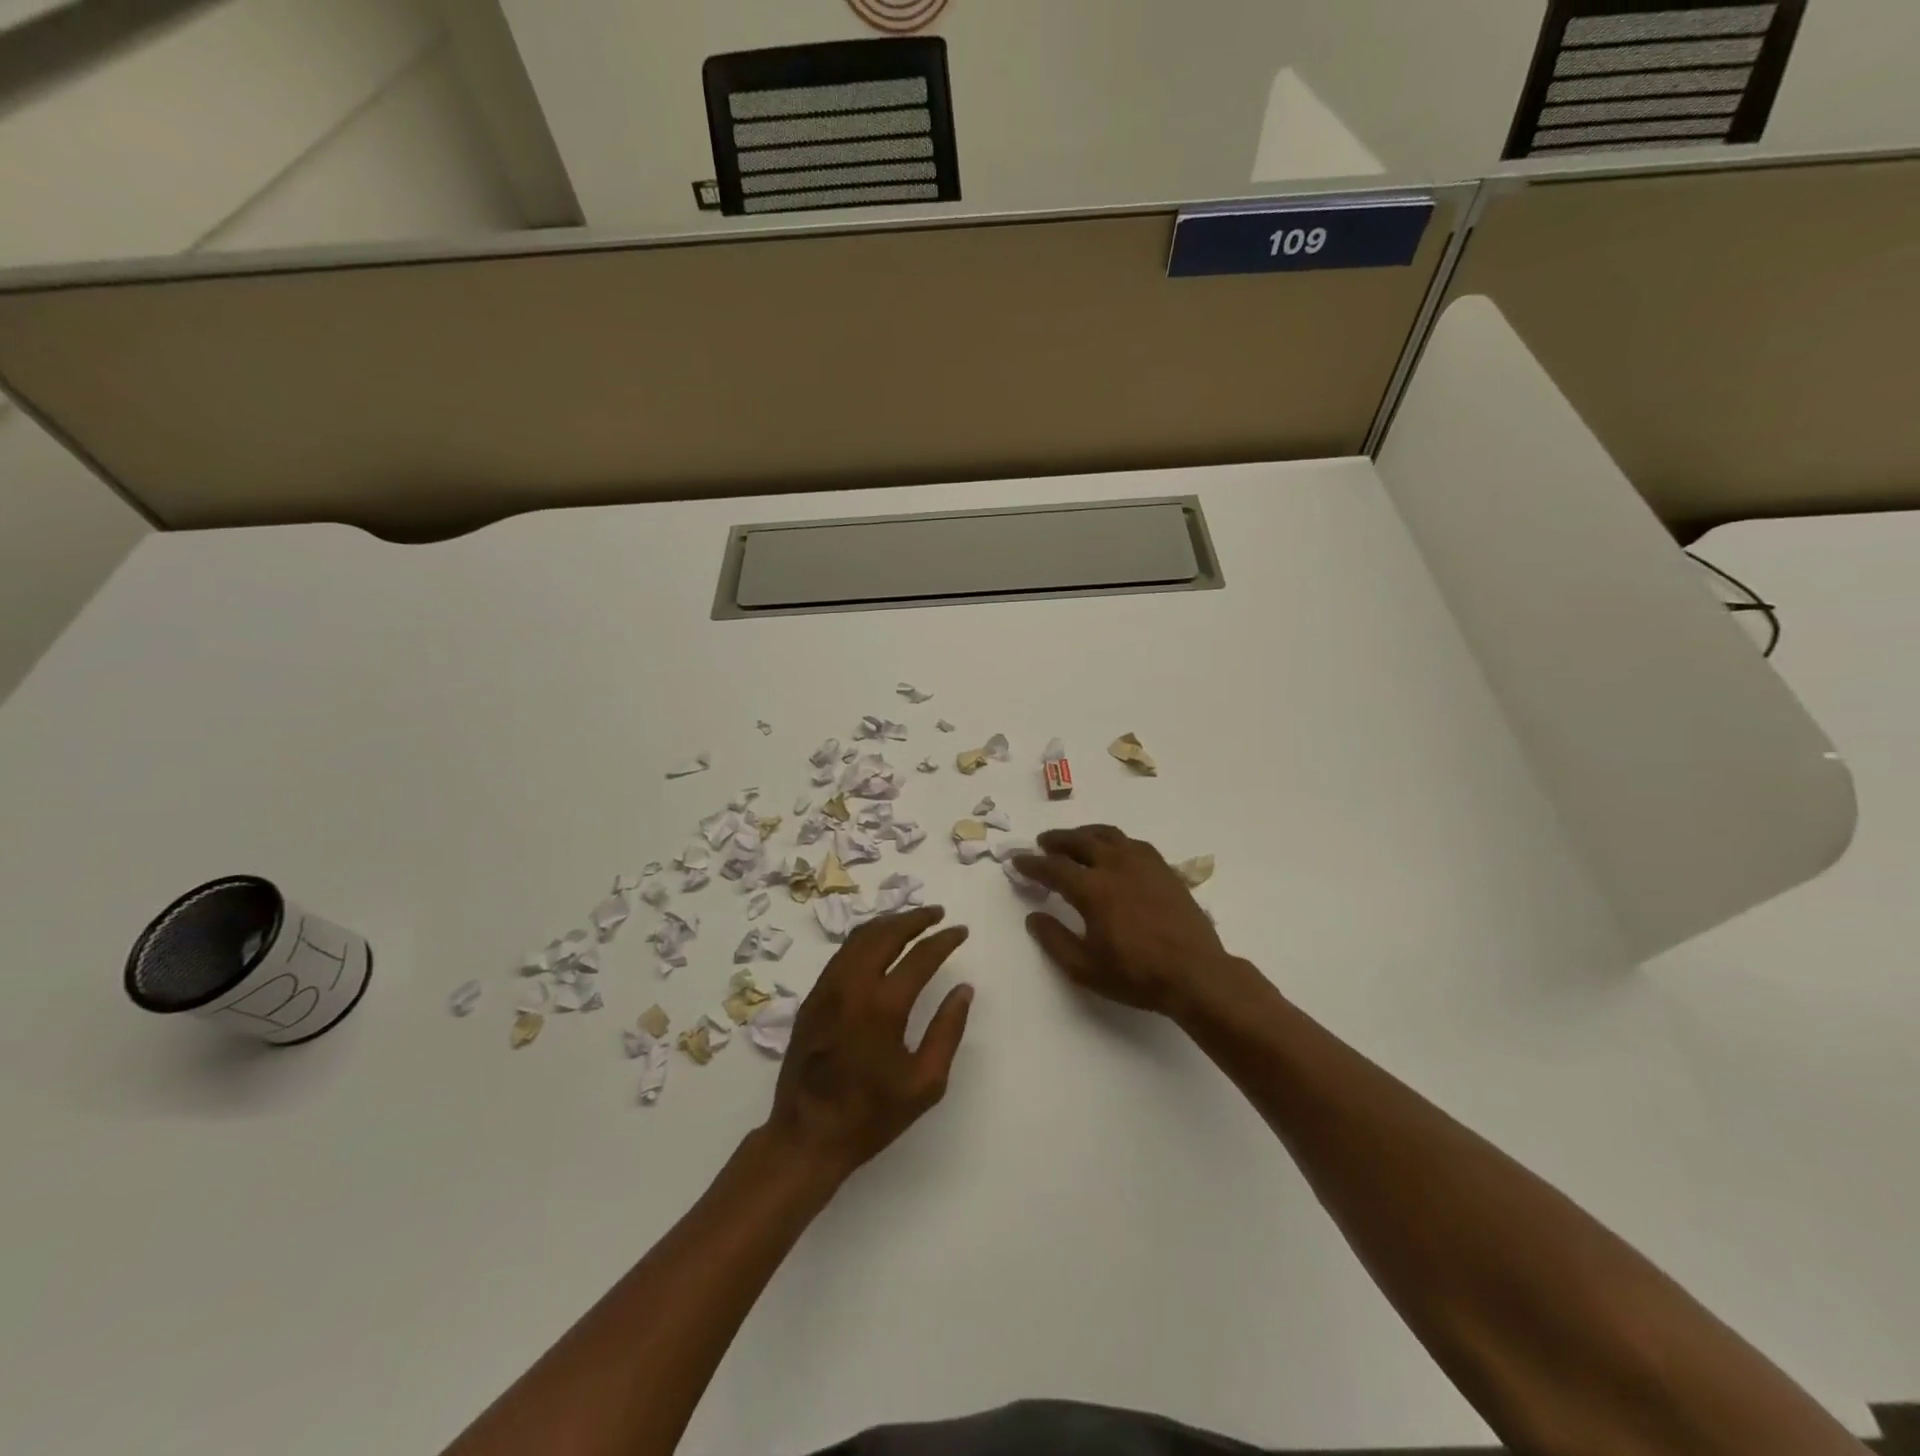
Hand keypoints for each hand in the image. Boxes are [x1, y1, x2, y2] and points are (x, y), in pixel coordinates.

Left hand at [765, 906, 973, 1180]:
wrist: (806, 1136)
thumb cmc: (871, 1115)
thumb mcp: (925, 1083)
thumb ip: (948, 1030)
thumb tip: (963, 989)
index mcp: (882, 1006)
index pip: (920, 956)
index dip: (944, 940)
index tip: (961, 931)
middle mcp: (852, 986)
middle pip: (885, 933)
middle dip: (914, 918)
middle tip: (937, 913)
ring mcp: (827, 988)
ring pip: (859, 938)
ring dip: (888, 924)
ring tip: (911, 922)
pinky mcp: (812, 998)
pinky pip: (842, 954)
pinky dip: (866, 939)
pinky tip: (879, 945)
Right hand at [1015, 826, 1239, 1020]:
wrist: (1196, 974)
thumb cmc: (1136, 975)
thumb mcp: (1085, 968)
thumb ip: (1054, 940)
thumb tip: (1034, 917)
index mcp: (1093, 888)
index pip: (1053, 867)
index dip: (1032, 863)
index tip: (1017, 860)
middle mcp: (1116, 865)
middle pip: (1080, 841)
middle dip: (1057, 840)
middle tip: (1043, 843)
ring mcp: (1143, 863)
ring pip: (1108, 835)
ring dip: (1085, 834)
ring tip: (1074, 840)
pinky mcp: (1163, 868)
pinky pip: (1132, 843)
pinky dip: (1113, 841)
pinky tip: (1113, 851)